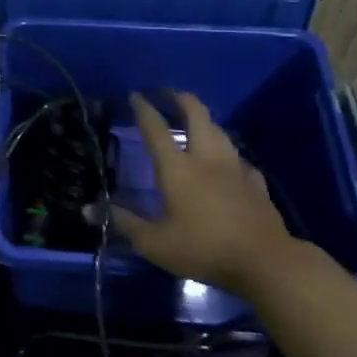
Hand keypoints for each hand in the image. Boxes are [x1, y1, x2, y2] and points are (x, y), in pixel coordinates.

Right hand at [112, 91, 292, 297]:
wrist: (266, 262)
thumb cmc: (204, 249)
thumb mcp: (156, 243)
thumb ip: (125, 223)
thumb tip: (89, 210)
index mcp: (177, 168)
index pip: (155, 129)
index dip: (143, 109)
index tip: (135, 95)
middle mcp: (206, 159)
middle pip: (196, 115)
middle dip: (181, 100)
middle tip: (169, 95)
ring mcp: (235, 169)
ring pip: (220, 131)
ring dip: (205, 122)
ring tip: (195, 123)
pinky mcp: (256, 184)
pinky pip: (239, 159)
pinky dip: (228, 154)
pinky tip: (227, 163)